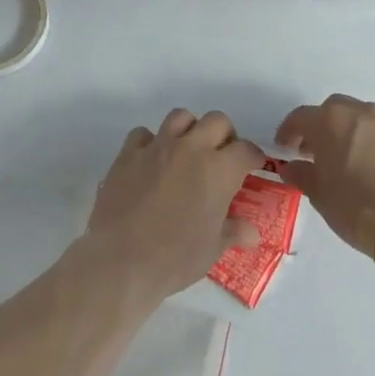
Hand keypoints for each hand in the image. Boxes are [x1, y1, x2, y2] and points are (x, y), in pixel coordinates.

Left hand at [81, 109, 264, 299]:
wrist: (121, 259)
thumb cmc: (175, 257)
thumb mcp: (212, 249)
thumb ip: (233, 232)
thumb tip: (252, 233)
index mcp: (219, 170)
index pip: (246, 150)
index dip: (253, 157)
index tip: (252, 167)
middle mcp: (190, 149)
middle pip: (217, 121)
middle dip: (225, 135)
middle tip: (222, 157)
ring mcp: (157, 147)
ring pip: (181, 116)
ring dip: (190, 129)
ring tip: (188, 152)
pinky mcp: (128, 154)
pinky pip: (143, 134)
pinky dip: (151, 142)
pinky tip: (151, 161)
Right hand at [276, 95, 374, 260]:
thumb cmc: (355, 208)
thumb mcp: (319, 195)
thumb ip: (302, 174)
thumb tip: (293, 167)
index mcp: (331, 121)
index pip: (301, 117)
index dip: (289, 131)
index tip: (285, 147)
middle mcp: (363, 113)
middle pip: (336, 109)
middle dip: (324, 126)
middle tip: (320, 151)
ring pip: (368, 119)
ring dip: (356, 133)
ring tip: (355, 160)